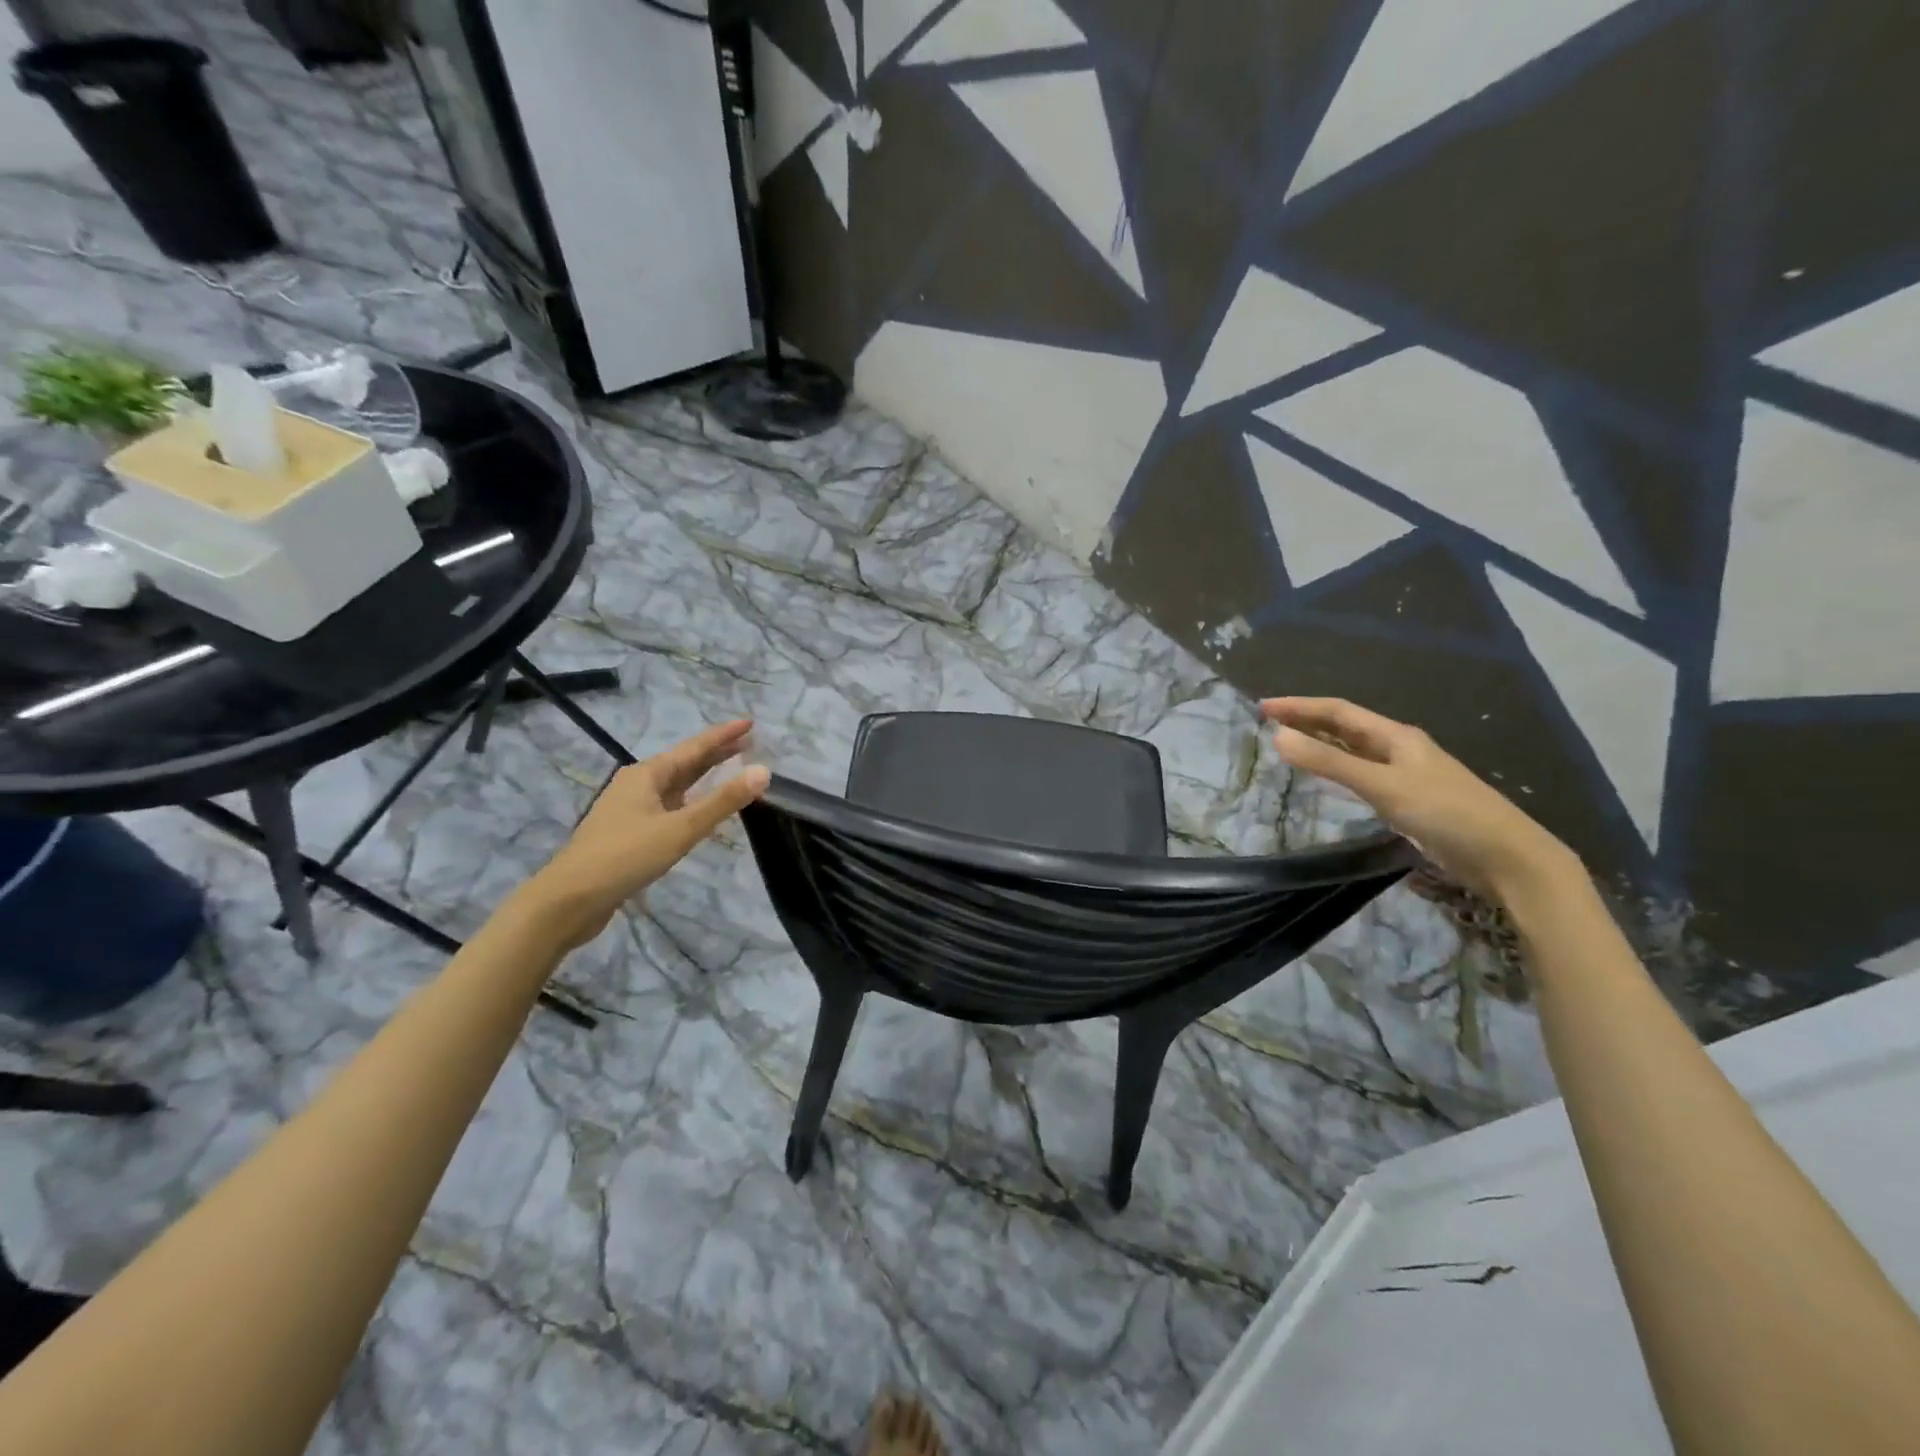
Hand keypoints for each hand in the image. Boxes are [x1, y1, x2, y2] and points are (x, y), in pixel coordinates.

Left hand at [527, 720, 769, 948]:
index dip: (723, 735)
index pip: (694, 747)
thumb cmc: (626, 856)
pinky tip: (699, 809)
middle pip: (684, 763)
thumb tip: (764, 771)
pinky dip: (691, 800)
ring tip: (730, 770)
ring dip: (703, 777)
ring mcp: (630, 808)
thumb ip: (723, 801)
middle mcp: (637, 784)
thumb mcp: (681, 828)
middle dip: (716, 753)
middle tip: (748, 744)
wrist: (569, 900)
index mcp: (647, 774)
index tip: (750, 723)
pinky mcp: (629, 832)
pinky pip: (669, 805)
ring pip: (675, 785)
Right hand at [1262, 697, 1577, 901]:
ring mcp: (1406, 774)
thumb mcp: (1382, 786)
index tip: (1263, 708)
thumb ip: (1329, 763)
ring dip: (1321, 744)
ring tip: (1289, 744)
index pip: (1338, 711)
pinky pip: (1362, 774)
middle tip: (1269, 722)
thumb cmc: (1445, 813)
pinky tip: (1328, 778)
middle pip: (1345, 727)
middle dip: (1307, 721)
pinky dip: (1337, 769)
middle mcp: (1399, 748)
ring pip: (1353, 750)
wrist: (1507, 857)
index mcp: (1395, 736)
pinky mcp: (1409, 800)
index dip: (1300, 707)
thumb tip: (1278, 737)